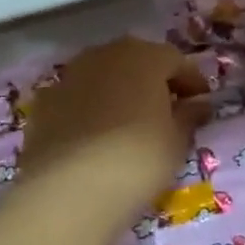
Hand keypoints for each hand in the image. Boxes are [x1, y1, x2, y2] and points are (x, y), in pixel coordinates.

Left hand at [21, 38, 208, 221]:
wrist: (69, 189)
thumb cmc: (137, 159)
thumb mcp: (176, 141)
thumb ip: (189, 116)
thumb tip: (197, 104)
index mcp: (143, 57)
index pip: (175, 60)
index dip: (191, 81)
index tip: (200, 103)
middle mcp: (104, 55)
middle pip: (136, 60)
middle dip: (152, 80)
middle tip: (166, 110)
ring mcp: (69, 76)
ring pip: (102, 76)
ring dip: (118, 91)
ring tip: (129, 122)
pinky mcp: (44, 102)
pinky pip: (77, 97)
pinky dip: (89, 108)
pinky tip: (95, 135)